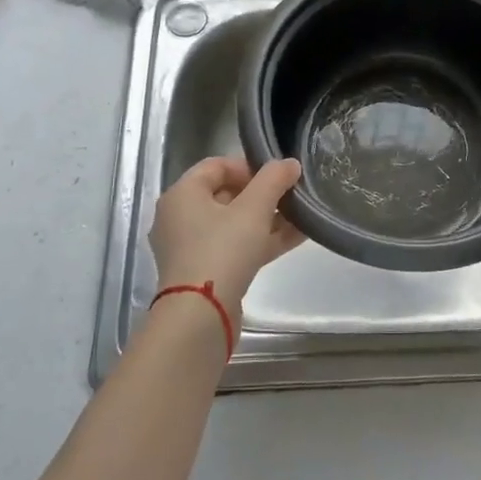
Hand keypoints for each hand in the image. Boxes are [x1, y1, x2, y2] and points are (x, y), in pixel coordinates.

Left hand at [149, 156, 305, 322]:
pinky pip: (235, 247)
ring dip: (267, 219)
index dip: (249, 166)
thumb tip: (289, 163)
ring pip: (233, 224)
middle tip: (290, 197)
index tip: (276, 177)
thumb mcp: (253, 209)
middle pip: (226, 195)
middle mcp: (179, 218)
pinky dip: (260, 241)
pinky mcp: (204, 273)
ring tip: (301, 217)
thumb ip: (273, 180)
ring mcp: (190, 248)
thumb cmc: (222, 250)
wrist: (200, 316)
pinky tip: (295, 238)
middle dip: (262, 195)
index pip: (216, 165)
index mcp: (182, 194)